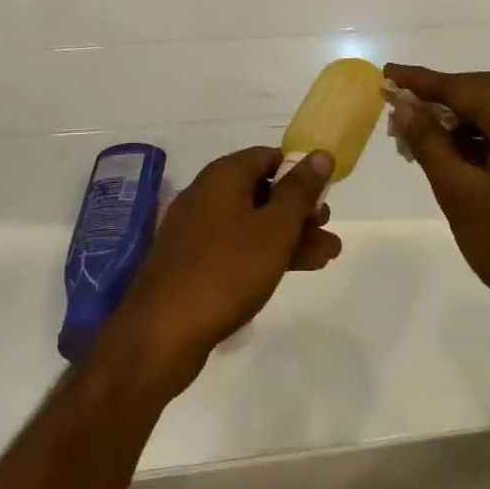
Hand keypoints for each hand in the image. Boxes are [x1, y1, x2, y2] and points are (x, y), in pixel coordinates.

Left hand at [110, 147, 341, 390]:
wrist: (160, 334)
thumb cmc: (226, 271)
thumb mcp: (274, 229)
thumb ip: (300, 191)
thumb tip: (320, 153)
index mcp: (223, 176)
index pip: (270, 156)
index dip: (300, 172)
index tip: (326, 194)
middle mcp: (207, 194)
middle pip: (262, 190)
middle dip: (300, 210)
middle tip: (328, 230)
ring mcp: (197, 229)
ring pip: (253, 222)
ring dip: (289, 236)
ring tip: (326, 257)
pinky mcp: (192, 262)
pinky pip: (237, 246)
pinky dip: (265, 253)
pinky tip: (292, 271)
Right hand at [385, 65, 489, 339]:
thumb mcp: (461, 194)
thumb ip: (430, 143)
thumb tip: (404, 103)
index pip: (465, 87)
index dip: (423, 81)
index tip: (387, 74)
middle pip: (485, 92)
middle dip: (442, 92)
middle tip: (403, 101)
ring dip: (459, 116)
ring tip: (419, 132)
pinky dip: (477, 136)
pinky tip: (452, 155)